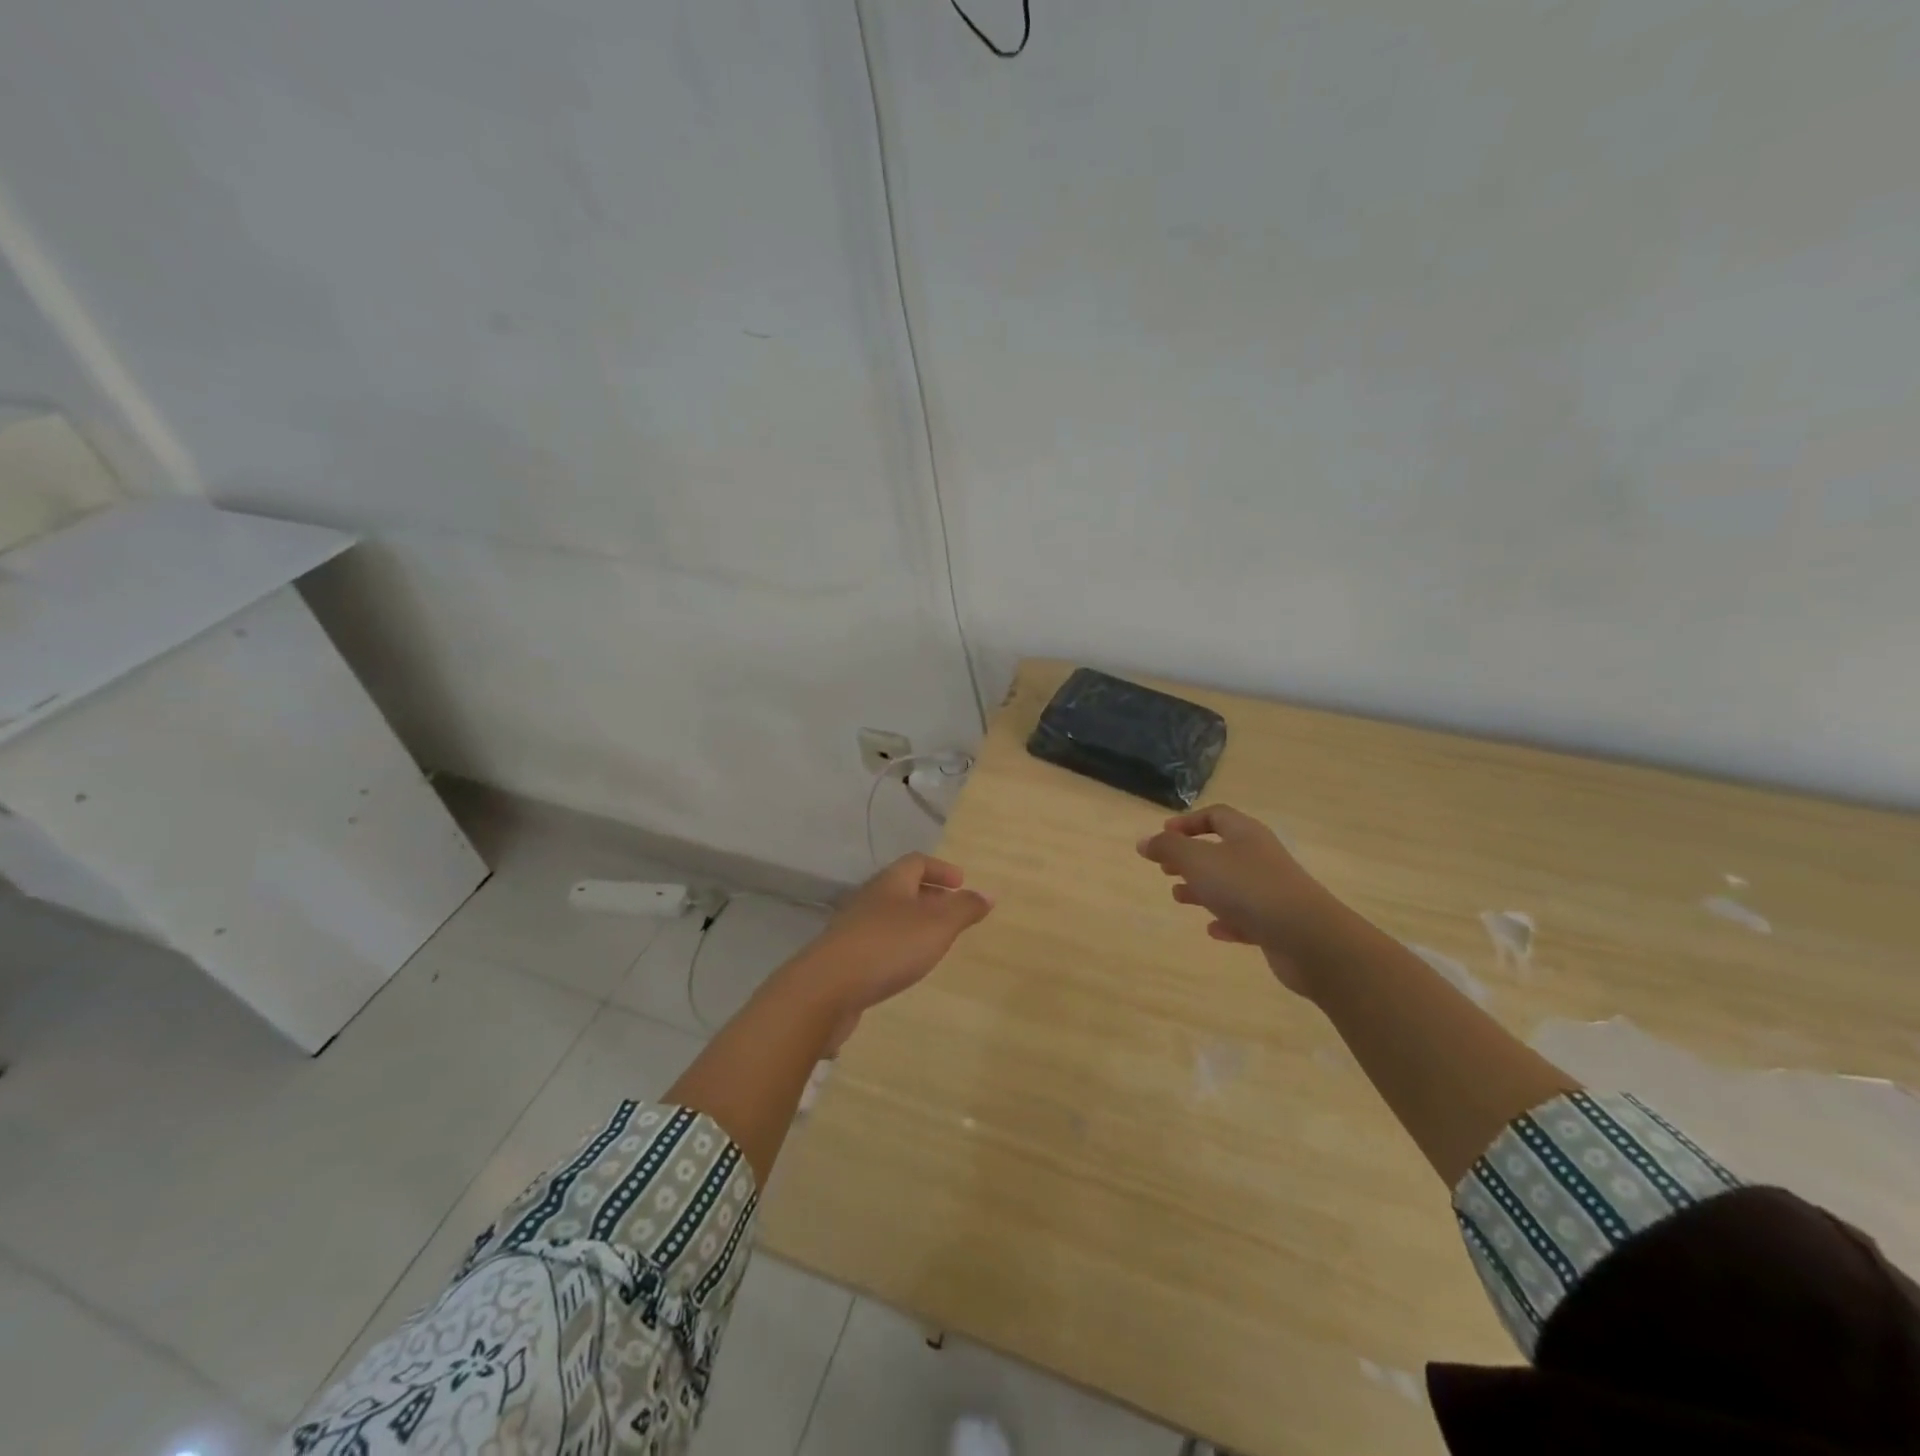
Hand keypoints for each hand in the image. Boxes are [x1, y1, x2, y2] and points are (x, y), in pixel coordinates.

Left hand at [800, 855, 994, 1030]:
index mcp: (891, 883)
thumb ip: (964, 909)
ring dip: (913, 923)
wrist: (827, 988)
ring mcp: (852, 928)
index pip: (916, 862)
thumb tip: (988, 894)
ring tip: (934, 941)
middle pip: (901, 888)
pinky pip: (877, 942)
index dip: (940, 869)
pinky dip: (897, 947)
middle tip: (953, 912)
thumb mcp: (937, 926)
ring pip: (889, 916)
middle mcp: (869, 899)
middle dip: (929, 896)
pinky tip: (905, 966)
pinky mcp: (843, 958)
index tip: (961, 883)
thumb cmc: (888, 947)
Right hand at [1137, 804, 1342, 997]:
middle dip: (1191, 857)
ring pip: (1231, 884)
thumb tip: (1144, 841)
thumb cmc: (1247, 888)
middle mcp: (1260, 857)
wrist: (1307, 937)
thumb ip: (1168, 848)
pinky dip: (1226, 919)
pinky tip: (1213, 930)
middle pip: (1222, 849)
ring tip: (1178, 897)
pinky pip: (1246, 916)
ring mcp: (1272, 891)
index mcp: (1245, 834)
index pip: (1216, 816)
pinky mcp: (1277, 923)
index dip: (1188, 822)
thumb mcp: (1198, 861)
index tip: (1163, 834)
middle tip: (1165, 868)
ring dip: (1204, 888)